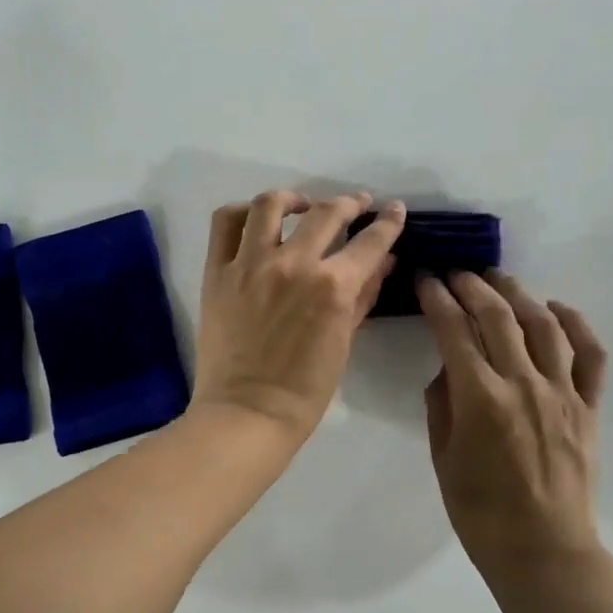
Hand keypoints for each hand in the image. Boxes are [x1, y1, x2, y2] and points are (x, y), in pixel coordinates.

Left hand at [191, 190, 405, 441]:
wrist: (247, 413)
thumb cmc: (305, 390)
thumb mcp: (345, 342)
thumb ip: (364, 295)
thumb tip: (384, 262)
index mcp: (333, 286)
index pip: (370, 242)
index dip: (388, 222)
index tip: (394, 210)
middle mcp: (294, 264)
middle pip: (327, 213)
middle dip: (350, 203)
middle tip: (356, 204)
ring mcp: (251, 264)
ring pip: (272, 204)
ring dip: (295, 199)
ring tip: (302, 206)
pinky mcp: (218, 271)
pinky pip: (225, 223)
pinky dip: (244, 213)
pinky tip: (256, 220)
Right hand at [417, 271, 607, 576]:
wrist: (544, 552)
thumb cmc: (481, 512)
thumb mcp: (442, 459)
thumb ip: (442, 405)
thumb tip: (448, 368)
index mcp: (480, 398)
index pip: (454, 330)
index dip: (437, 298)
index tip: (426, 279)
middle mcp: (523, 384)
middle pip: (498, 317)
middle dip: (473, 286)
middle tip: (457, 274)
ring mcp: (562, 393)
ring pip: (543, 325)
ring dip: (519, 294)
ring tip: (500, 280)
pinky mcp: (589, 407)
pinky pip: (591, 355)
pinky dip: (577, 324)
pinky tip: (557, 308)